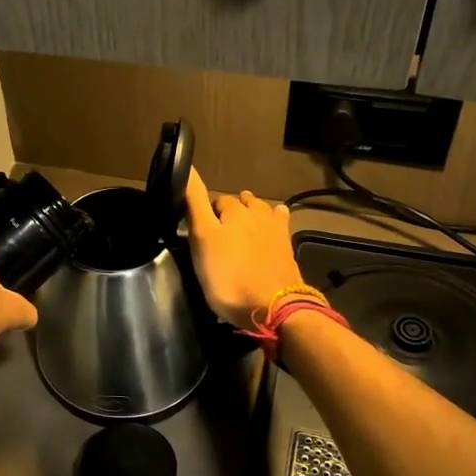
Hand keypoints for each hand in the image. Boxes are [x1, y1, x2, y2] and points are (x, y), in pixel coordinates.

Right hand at [184, 168, 306, 329]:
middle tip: (218, 229)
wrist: (274, 308)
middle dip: (230, 210)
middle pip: (241, 203)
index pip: (215, 200)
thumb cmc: (229, 276)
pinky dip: (274, 222)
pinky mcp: (288, 250)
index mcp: (234, 211)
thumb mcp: (202, 240)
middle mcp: (257, 214)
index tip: (198, 226)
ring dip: (252, 212)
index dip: (205, 211)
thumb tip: (188, 168)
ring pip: (262, 211)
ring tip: (242, 224)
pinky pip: (280, 226)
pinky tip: (270, 230)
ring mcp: (276, 231)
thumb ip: (195, 204)